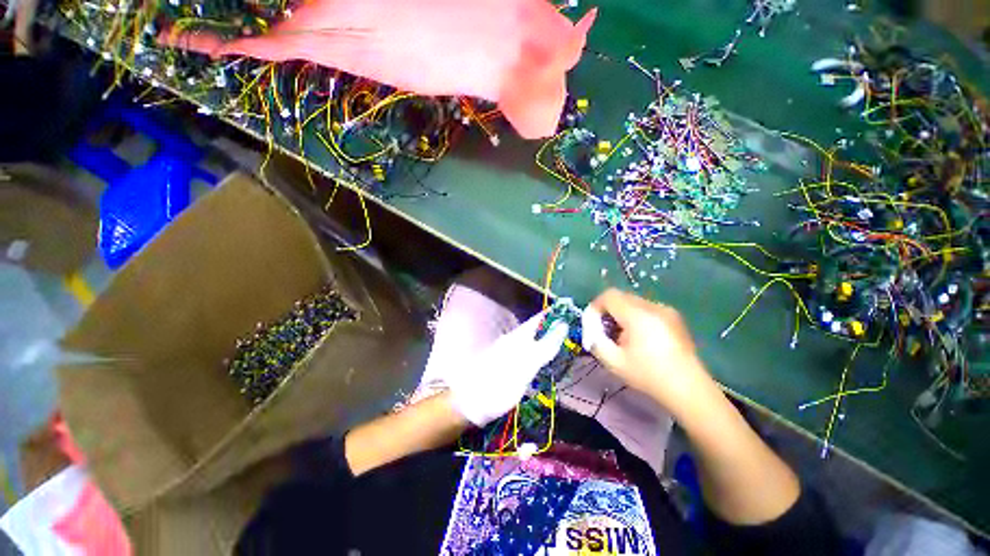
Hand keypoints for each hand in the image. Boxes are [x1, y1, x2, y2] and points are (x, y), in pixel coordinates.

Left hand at [448, 311, 567, 426]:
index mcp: (518, 336)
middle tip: (575, 333)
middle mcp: (514, 341)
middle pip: (538, 330)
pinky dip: (542, 356)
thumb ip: (544, 346)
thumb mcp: (526, 364)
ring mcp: (511, 354)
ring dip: (549, 342)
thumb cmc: (499, 382)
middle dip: (555, 329)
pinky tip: (548, 363)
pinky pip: (530, 355)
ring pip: (534, 342)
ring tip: (566, 346)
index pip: (540, 319)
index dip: (555, 314)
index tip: (572, 312)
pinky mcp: (510, 367)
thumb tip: (563, 325)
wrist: (471, 403)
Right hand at [581, 289, 713, 417]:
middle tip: (606, 331)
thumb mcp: (613, 362)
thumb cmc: (649, 375)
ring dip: (622, 314)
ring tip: (624, 337)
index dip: (596, 305)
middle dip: (609, 311)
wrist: (688, 389)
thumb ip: (596, 341)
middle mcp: (653, 307)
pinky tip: (641, 338)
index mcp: (638, 315)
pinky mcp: (674, 317)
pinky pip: (647, 308)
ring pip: (634, 302)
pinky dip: (636, 317)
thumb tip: (593, 330)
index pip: (609, 295)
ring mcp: (666, 310)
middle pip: (621, 297)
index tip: (594, 323)